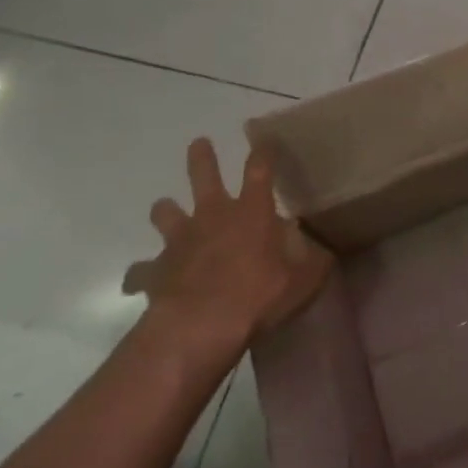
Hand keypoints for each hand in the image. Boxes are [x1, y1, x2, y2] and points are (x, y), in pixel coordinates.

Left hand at [123, 139, 332, 355]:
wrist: (200, 326)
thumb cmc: (257, 296)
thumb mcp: (303, 281)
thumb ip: (315, 263)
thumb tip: (326, 253)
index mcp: (251, 212)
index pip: (260, 170)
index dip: (263, 153)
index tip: (264, 141)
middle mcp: (213, 216)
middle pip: (204, 175)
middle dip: (202, 157)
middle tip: (199, 143)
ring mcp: (180, 240)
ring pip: (165, 212)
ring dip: (166, 210)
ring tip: (167, 210)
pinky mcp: (155, 270)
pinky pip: (141, 271)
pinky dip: (142, 273)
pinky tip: (140, 281)